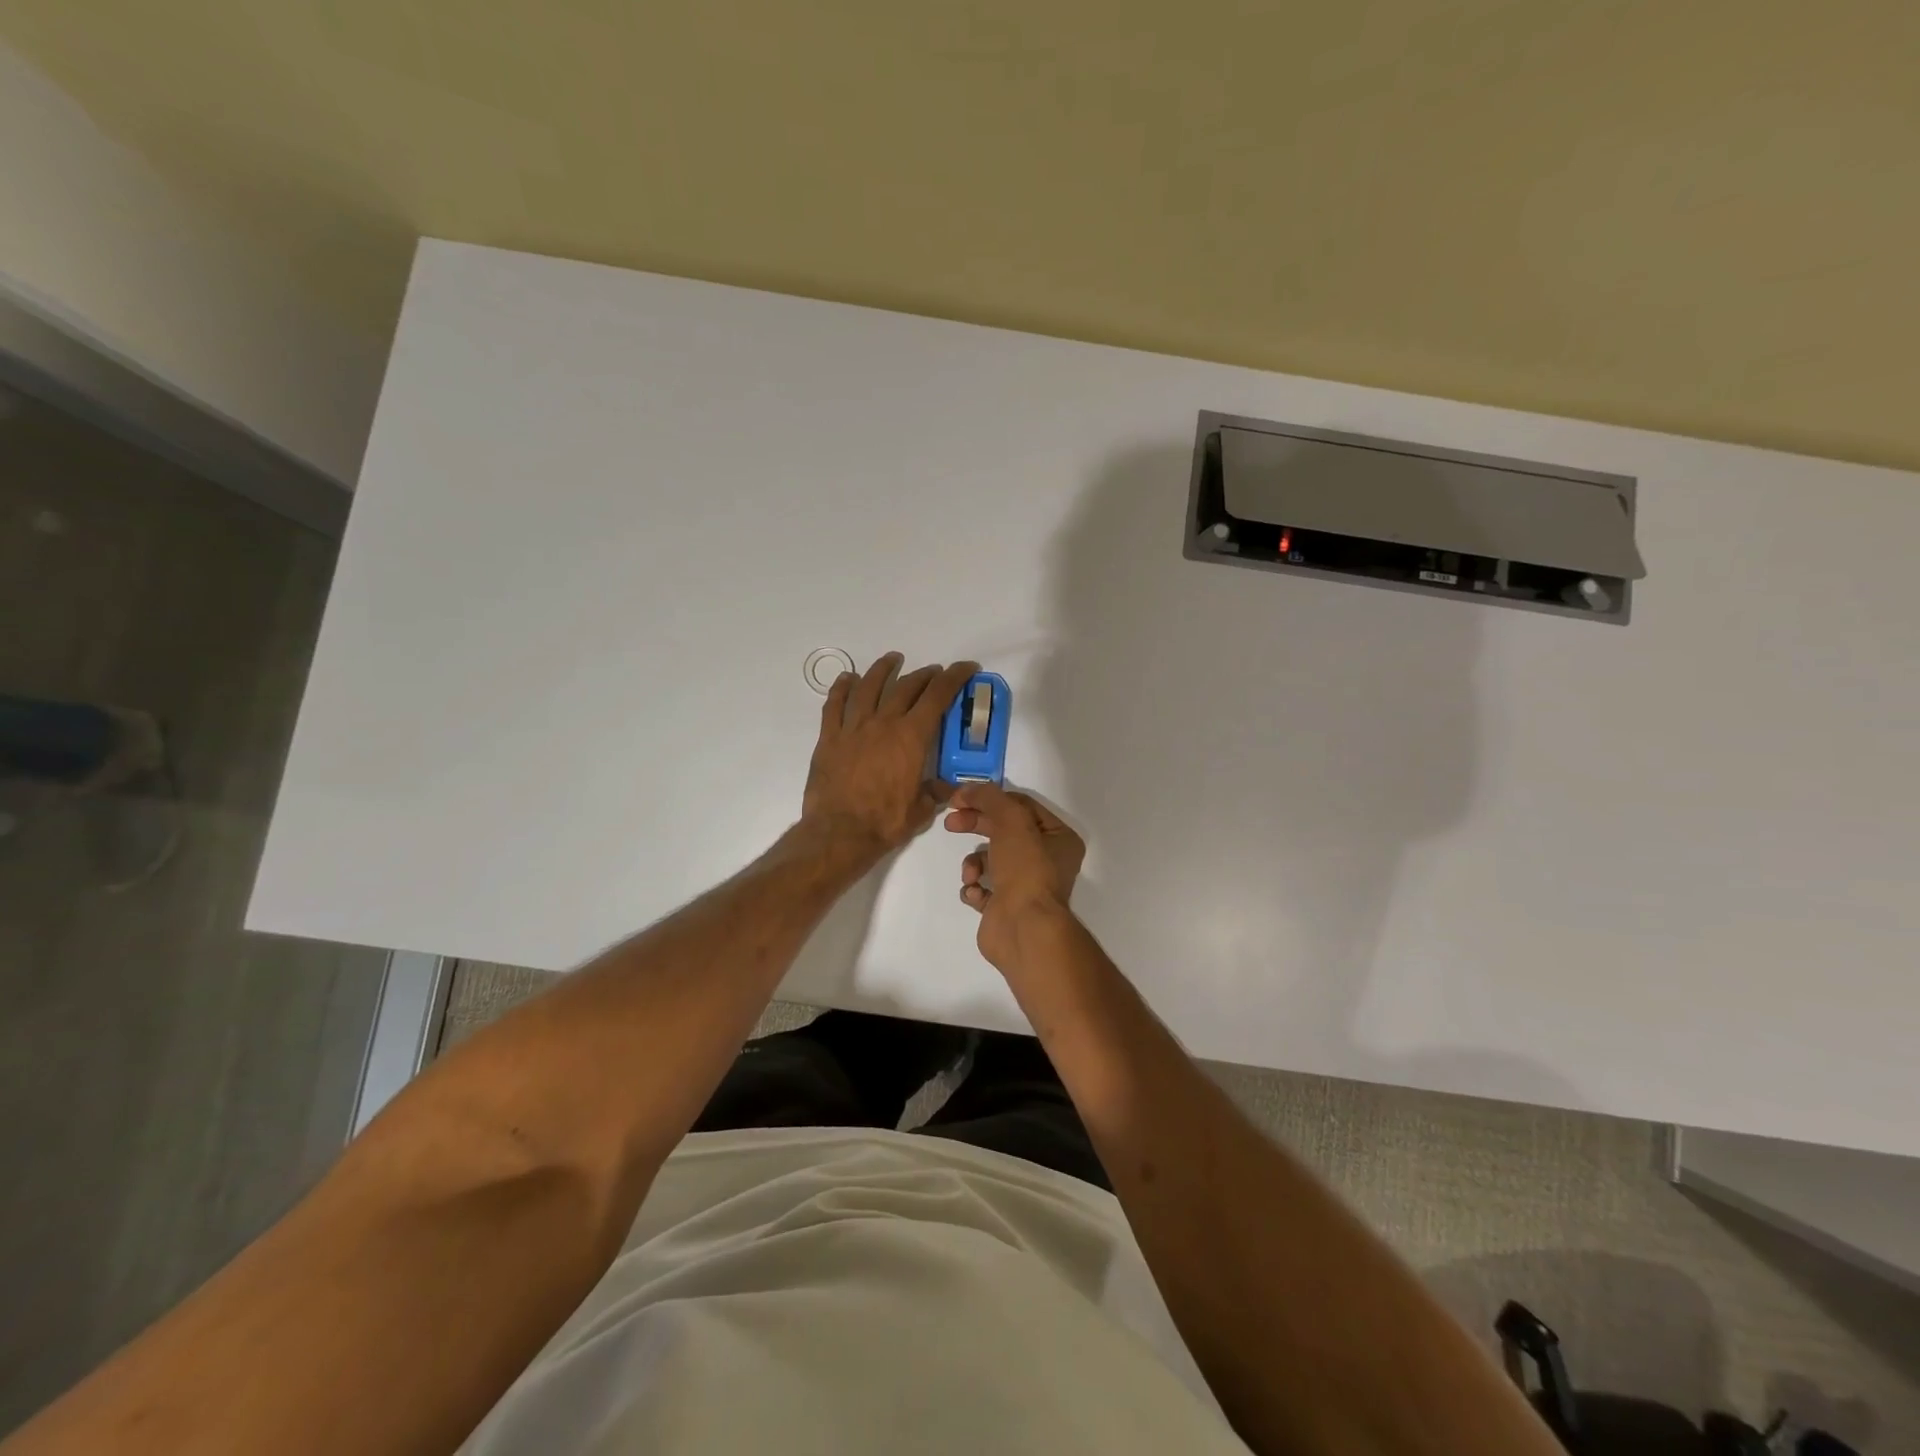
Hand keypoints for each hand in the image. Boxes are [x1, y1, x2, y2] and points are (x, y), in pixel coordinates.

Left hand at [802, 652, 977, 857]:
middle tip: (934, 673)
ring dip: (883, 670)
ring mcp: (853, 728)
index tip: (966, 667)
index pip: (938, 696)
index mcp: (912, 737)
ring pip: (869, 687)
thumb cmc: (886, 822)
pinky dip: (841, 688)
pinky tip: (847, 679)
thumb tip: (947, 787)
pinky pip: (834, 704)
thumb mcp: (921, 811)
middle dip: (925, 675)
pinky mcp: (830, 738)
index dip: (954, 677)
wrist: (839, 833)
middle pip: (906, 687)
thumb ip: (935, 793)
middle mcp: (884, 723)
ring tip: (892, 660)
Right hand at [943, 784, 1084, 972]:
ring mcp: (1025, 886)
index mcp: (1058, 837)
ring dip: (974, 862)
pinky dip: (974, 888)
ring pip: (990, 860)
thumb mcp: (1010, 820)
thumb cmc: (1025, 869)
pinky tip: (975, 894)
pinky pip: (982, 889)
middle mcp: (1047, 860)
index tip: (959, 799)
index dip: (989, 799)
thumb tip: (966, 789)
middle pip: (1003, 831)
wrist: (1023, 929)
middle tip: (950, 823)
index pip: (1021, 806)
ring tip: (971, 874)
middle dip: (976, 825)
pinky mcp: (1005, 908)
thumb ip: (989, 797)